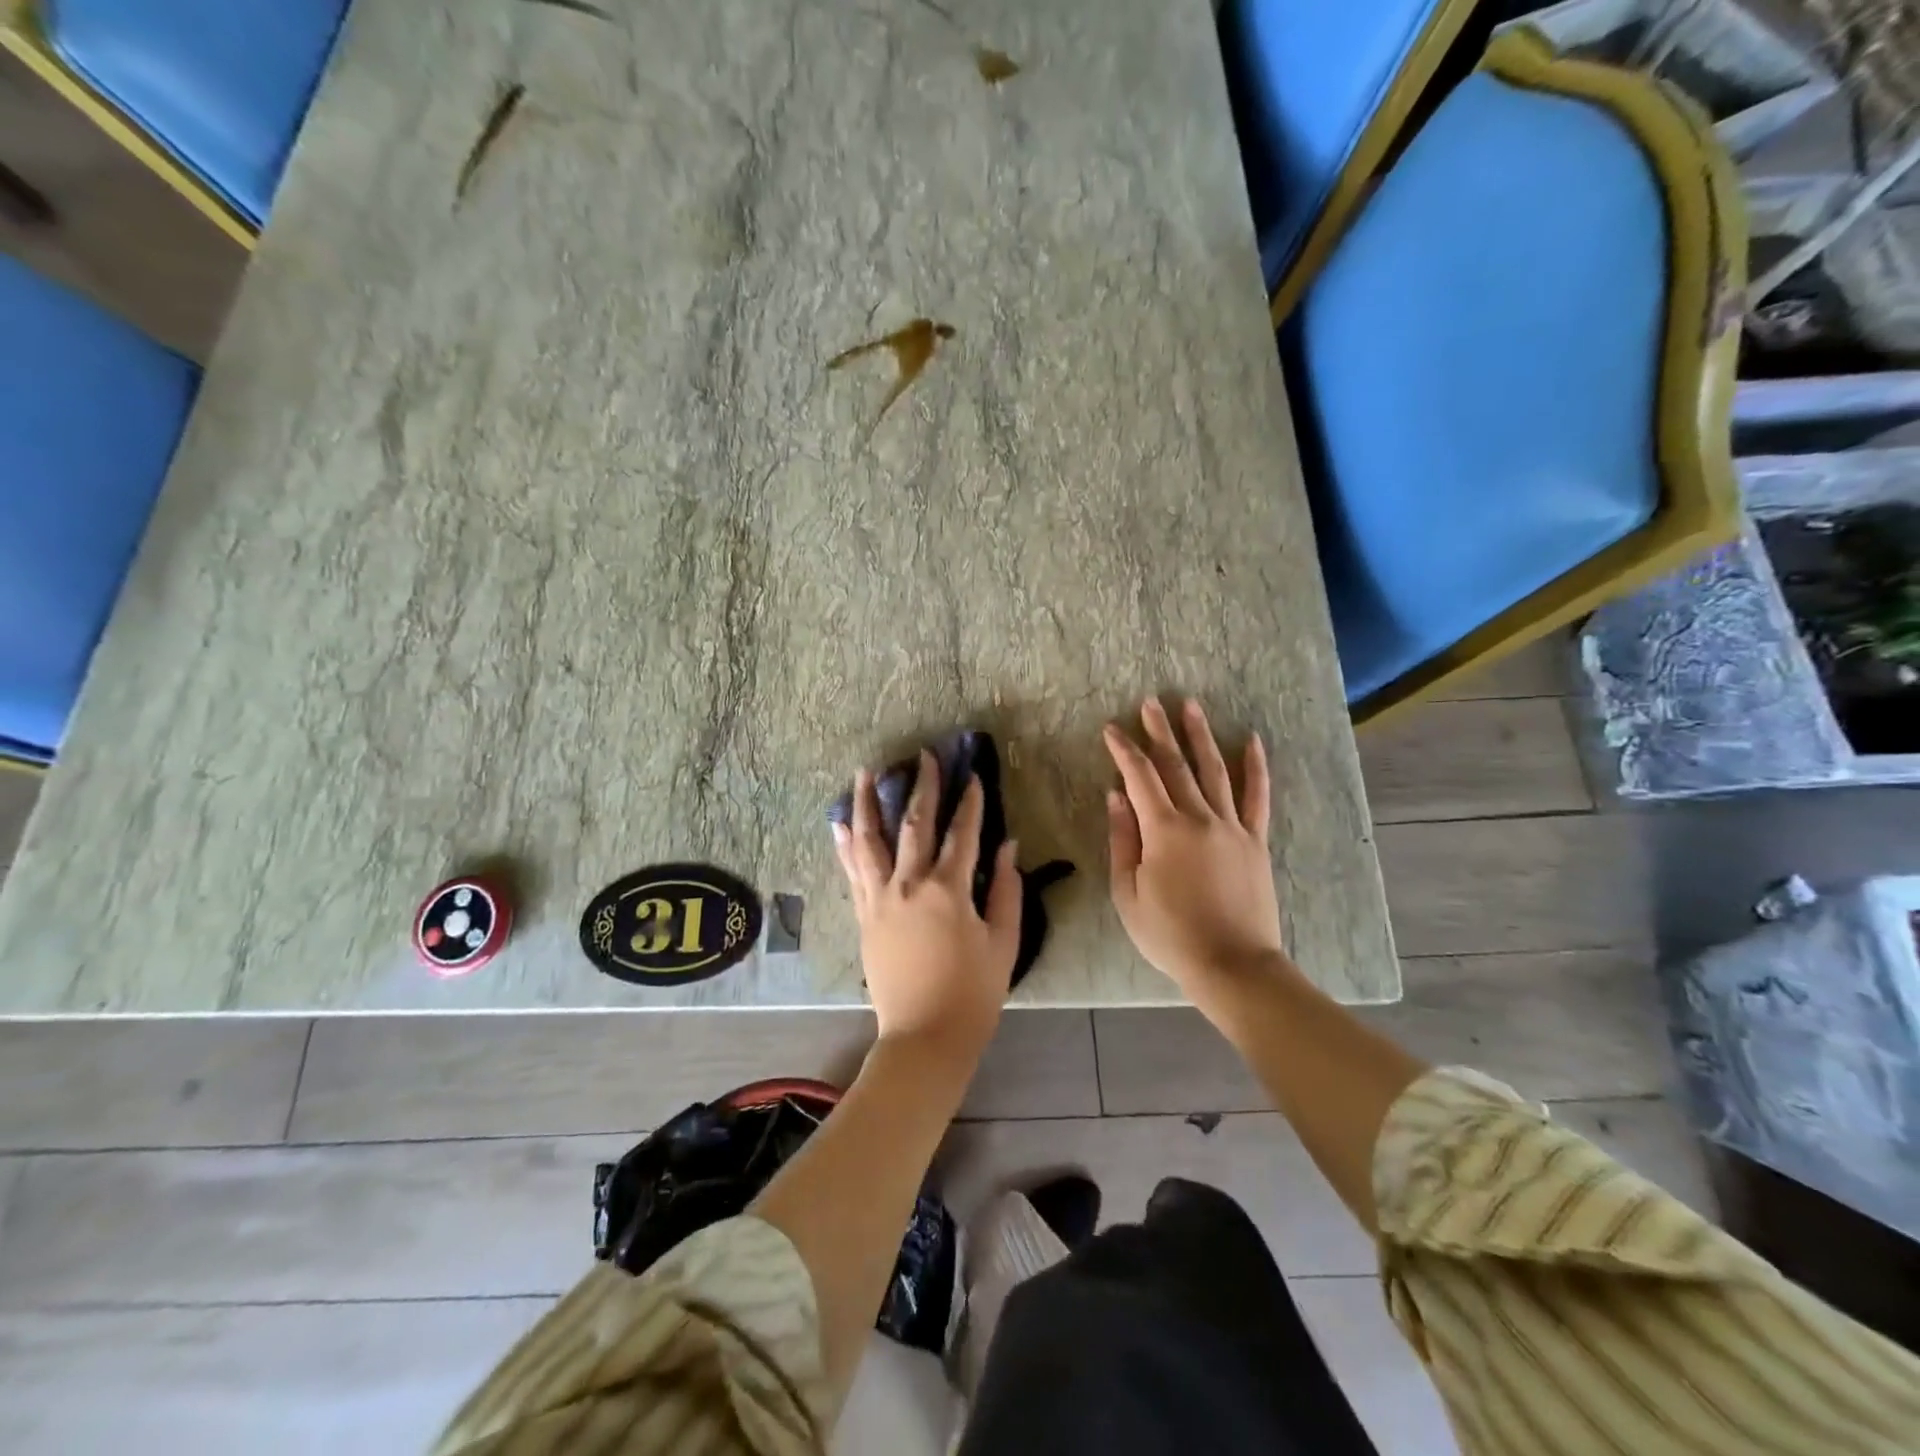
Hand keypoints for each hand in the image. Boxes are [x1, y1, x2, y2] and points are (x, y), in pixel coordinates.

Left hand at [832, 753, 1022, 1072]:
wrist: (924, 1036)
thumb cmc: (973, 993)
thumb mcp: (1004, 943)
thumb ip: (1007, 891)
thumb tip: (1008, 846)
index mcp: (949, 891)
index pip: (962, 834)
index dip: (970, 803)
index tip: (973, 776)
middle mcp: (909, 885)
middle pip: (915, 824)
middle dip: (922, 787)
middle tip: (923, 756)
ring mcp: (880, 899)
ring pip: (871, 840)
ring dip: (867, 803)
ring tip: (865, 772)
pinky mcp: (863, 915)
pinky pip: (852, 872)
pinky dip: (845, 845)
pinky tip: (839, 824)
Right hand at [1104, 698, 1284, 1008]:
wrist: (1231, 963)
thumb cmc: (1169, 933)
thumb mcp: (1128, 892)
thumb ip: (1123, 840)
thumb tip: (1116, 796)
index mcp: (1163, 830)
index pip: (1139, 777)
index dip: (1124, 750)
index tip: (1111, 729)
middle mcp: (1199, 818)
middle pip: (1176, 765)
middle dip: (1159, 731)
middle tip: (1149, 702)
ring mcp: (1232, 827)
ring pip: (1214, 770)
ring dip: (1200, 736)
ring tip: (1191, 706)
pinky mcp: (1255, 840)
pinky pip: (1257, 797)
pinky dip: (1255, 768)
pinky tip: (1252, 741)